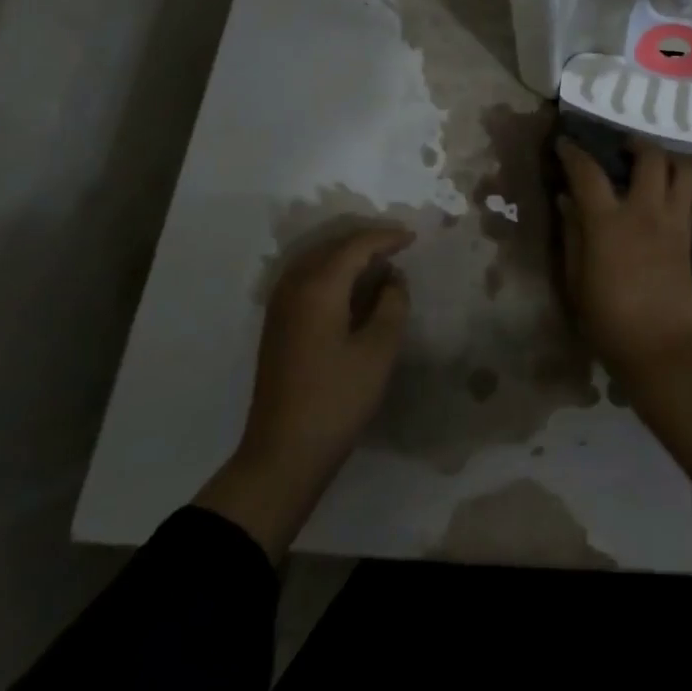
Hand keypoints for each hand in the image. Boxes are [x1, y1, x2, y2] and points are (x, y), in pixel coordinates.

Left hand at [194, 225, 411, 560]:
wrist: (283, 453)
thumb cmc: (337, 398)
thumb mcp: (380, 349)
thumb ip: (393, 303)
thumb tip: (392, 279)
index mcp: (319, 287)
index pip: (356, 245)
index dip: (387, 237)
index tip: (414, 238)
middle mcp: (294, 287)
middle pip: (333, 246)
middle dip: (366, 241)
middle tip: (399, 246)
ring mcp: (280, 306)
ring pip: (316, 260)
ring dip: (347, 255)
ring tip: (379, 262)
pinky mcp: (277, 324)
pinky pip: (306, 278)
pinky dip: (331, 271)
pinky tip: (351, 287)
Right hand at [555, 136, 691, 478]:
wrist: (661, 349)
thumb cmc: (608, 321)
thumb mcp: (575, 282)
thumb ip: (572, 235)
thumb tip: (567, 201)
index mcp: (608, 223)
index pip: (588, 173)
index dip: (574, 153)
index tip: (565, 144)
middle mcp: (645, 212)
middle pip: (649, 157)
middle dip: (635, 144)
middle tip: (621, 149)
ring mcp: (673, 222)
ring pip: (683, 170)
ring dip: (666, 160)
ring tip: (650, 168)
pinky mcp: (690, 236)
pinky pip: (688, 196)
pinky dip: (675, 186)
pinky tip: (661, 200)